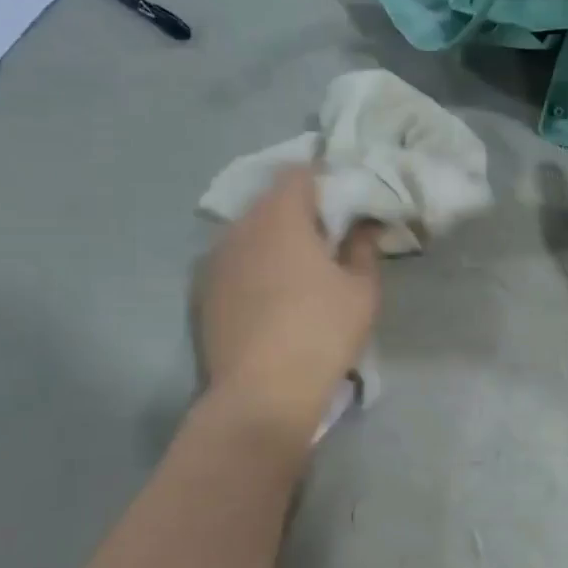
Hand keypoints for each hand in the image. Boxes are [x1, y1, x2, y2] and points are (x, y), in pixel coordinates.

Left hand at [199, 168, 381, 435]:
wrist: (261, 394)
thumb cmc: (321, 333)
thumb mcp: (361, 290)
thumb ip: (363, 249)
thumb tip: (363, 227)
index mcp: (280, 217)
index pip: (299, 173)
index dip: (324, 180)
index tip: (346, 203)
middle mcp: (240, 228)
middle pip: (271, 201)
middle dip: (301, 210)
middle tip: (330, 236)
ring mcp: (215, 260)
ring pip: (250, 232)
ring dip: (276, 239)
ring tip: (302, 268)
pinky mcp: (204, 292)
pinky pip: (236, 261)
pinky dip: (256, 265)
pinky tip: (274, 295)